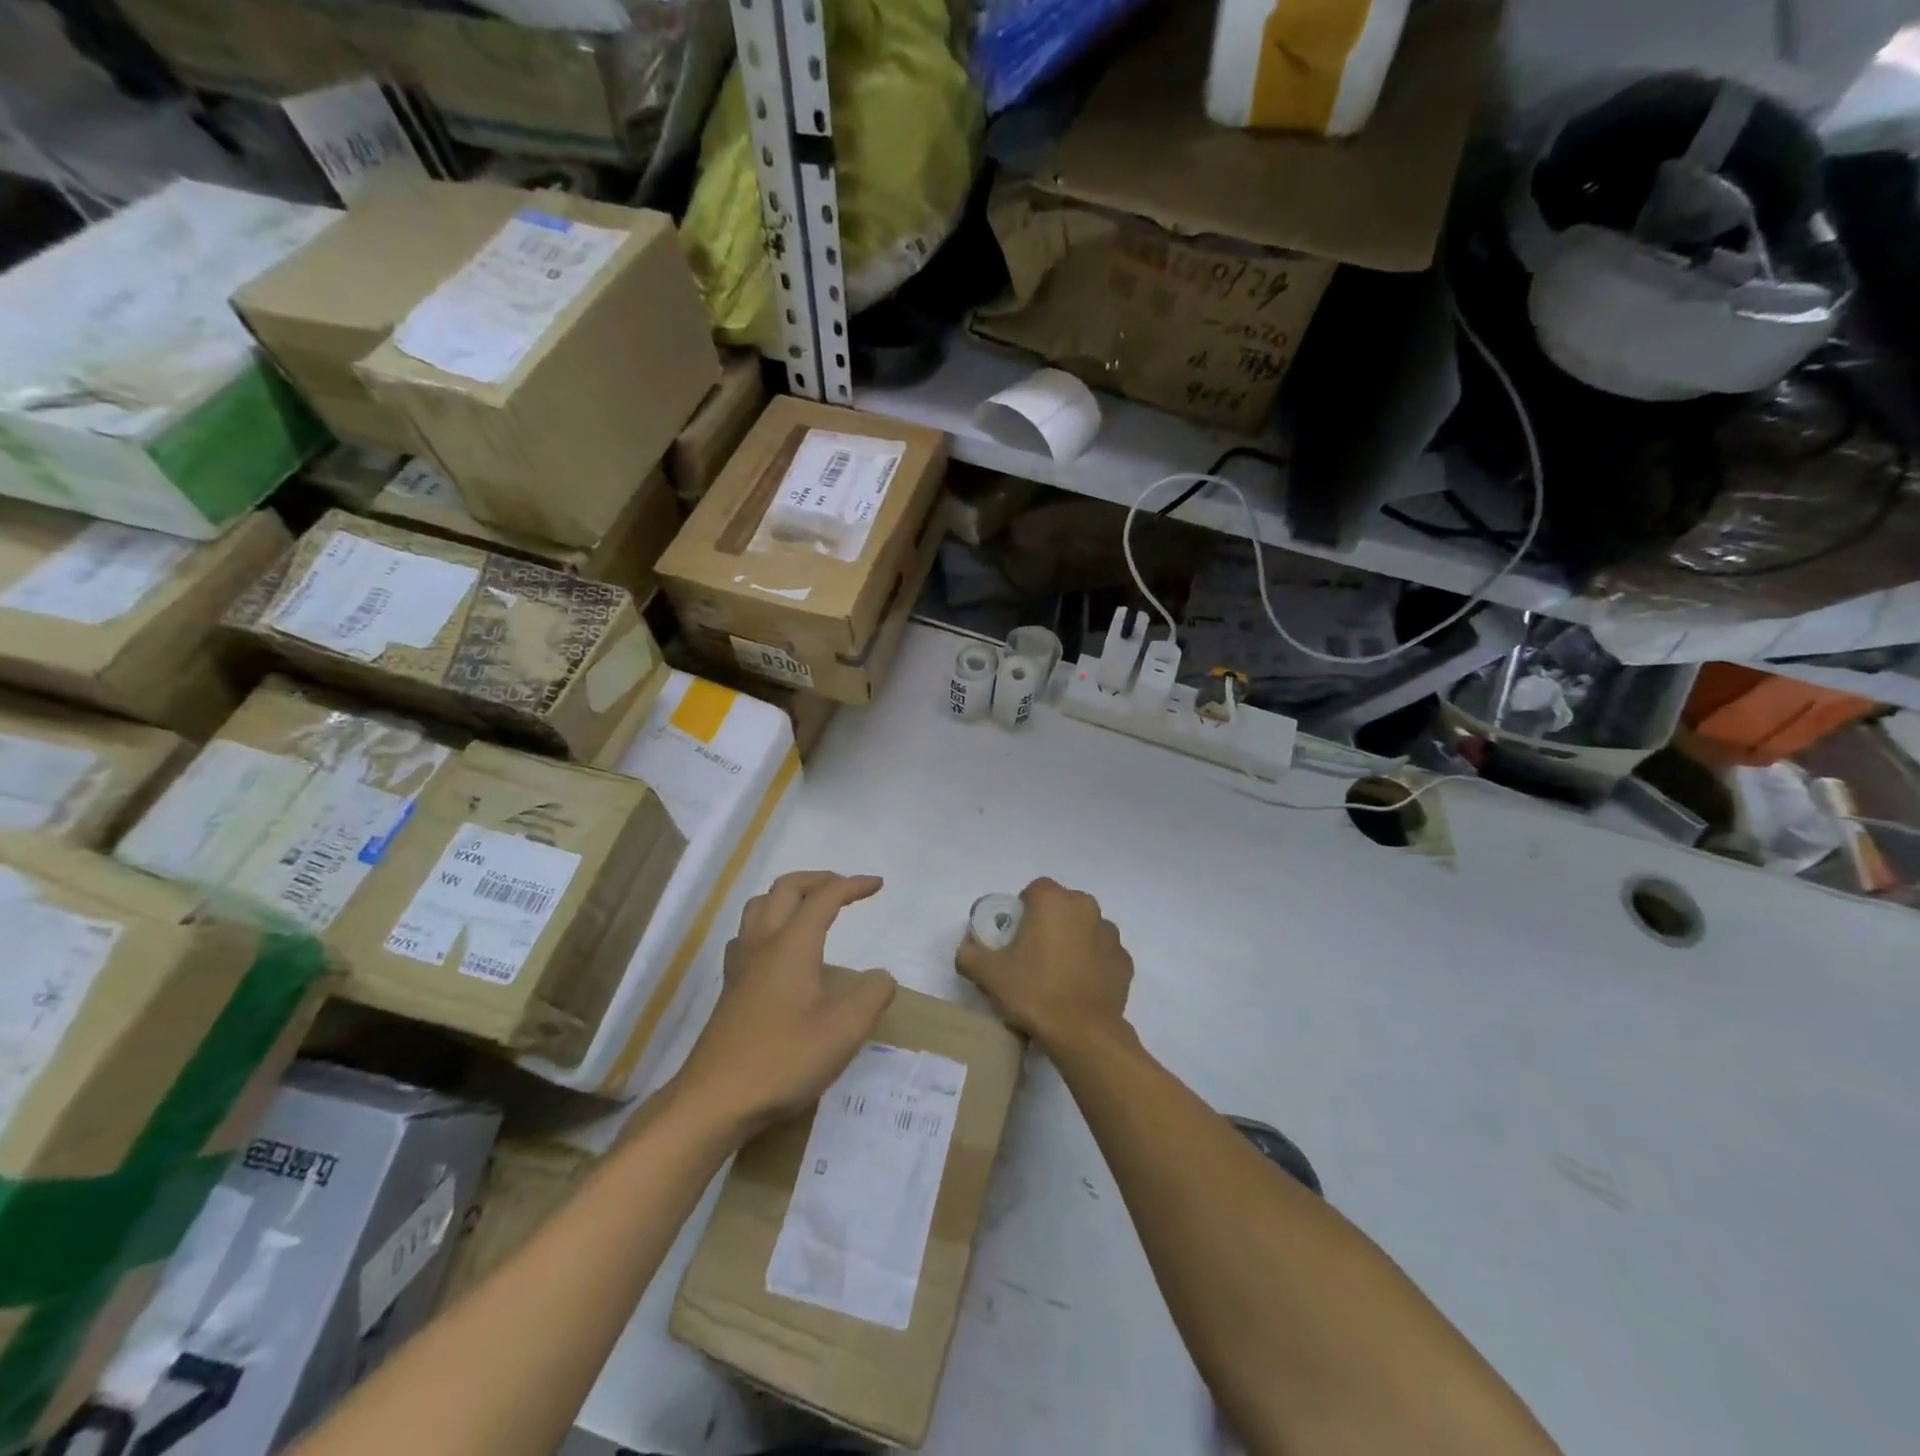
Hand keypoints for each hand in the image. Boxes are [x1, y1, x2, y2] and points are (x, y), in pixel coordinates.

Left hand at [672, 870, 896, 1134]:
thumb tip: (881, 976)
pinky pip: (747, 935)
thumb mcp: (844, 1031)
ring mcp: (740, 966)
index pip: (824, 897)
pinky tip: (778, 951)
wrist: (714, 1101)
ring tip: (810, 910)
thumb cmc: (783, 1060)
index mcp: (792, 944)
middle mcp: (762, 944)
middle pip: (785, 889)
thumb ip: (872, 995)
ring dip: (788, 897)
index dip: (852, 885)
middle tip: (844, 888)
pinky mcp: (729, 989)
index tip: (877, 884)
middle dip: (817, 880)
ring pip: (759, 907)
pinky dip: (769, 924)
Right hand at [955, 877, 1132, 1049]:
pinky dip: (1092, 962)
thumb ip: (970, 954)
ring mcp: (1110, 934)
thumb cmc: (1034, 992)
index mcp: (1054, 901)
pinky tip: (1079, 987)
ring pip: (1085, 927)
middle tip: (1031, 954)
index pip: (1034, 890)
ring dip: (1072, 940)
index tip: (1013, 937)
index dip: (1022, 909)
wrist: (1083, 1034)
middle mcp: (1086, 908)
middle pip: (1062, 905)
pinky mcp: (1125, 961)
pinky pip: (1102, 953)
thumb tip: (967, 948)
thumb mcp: (989, 974)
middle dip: (1048, 922)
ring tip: (1057, 973)